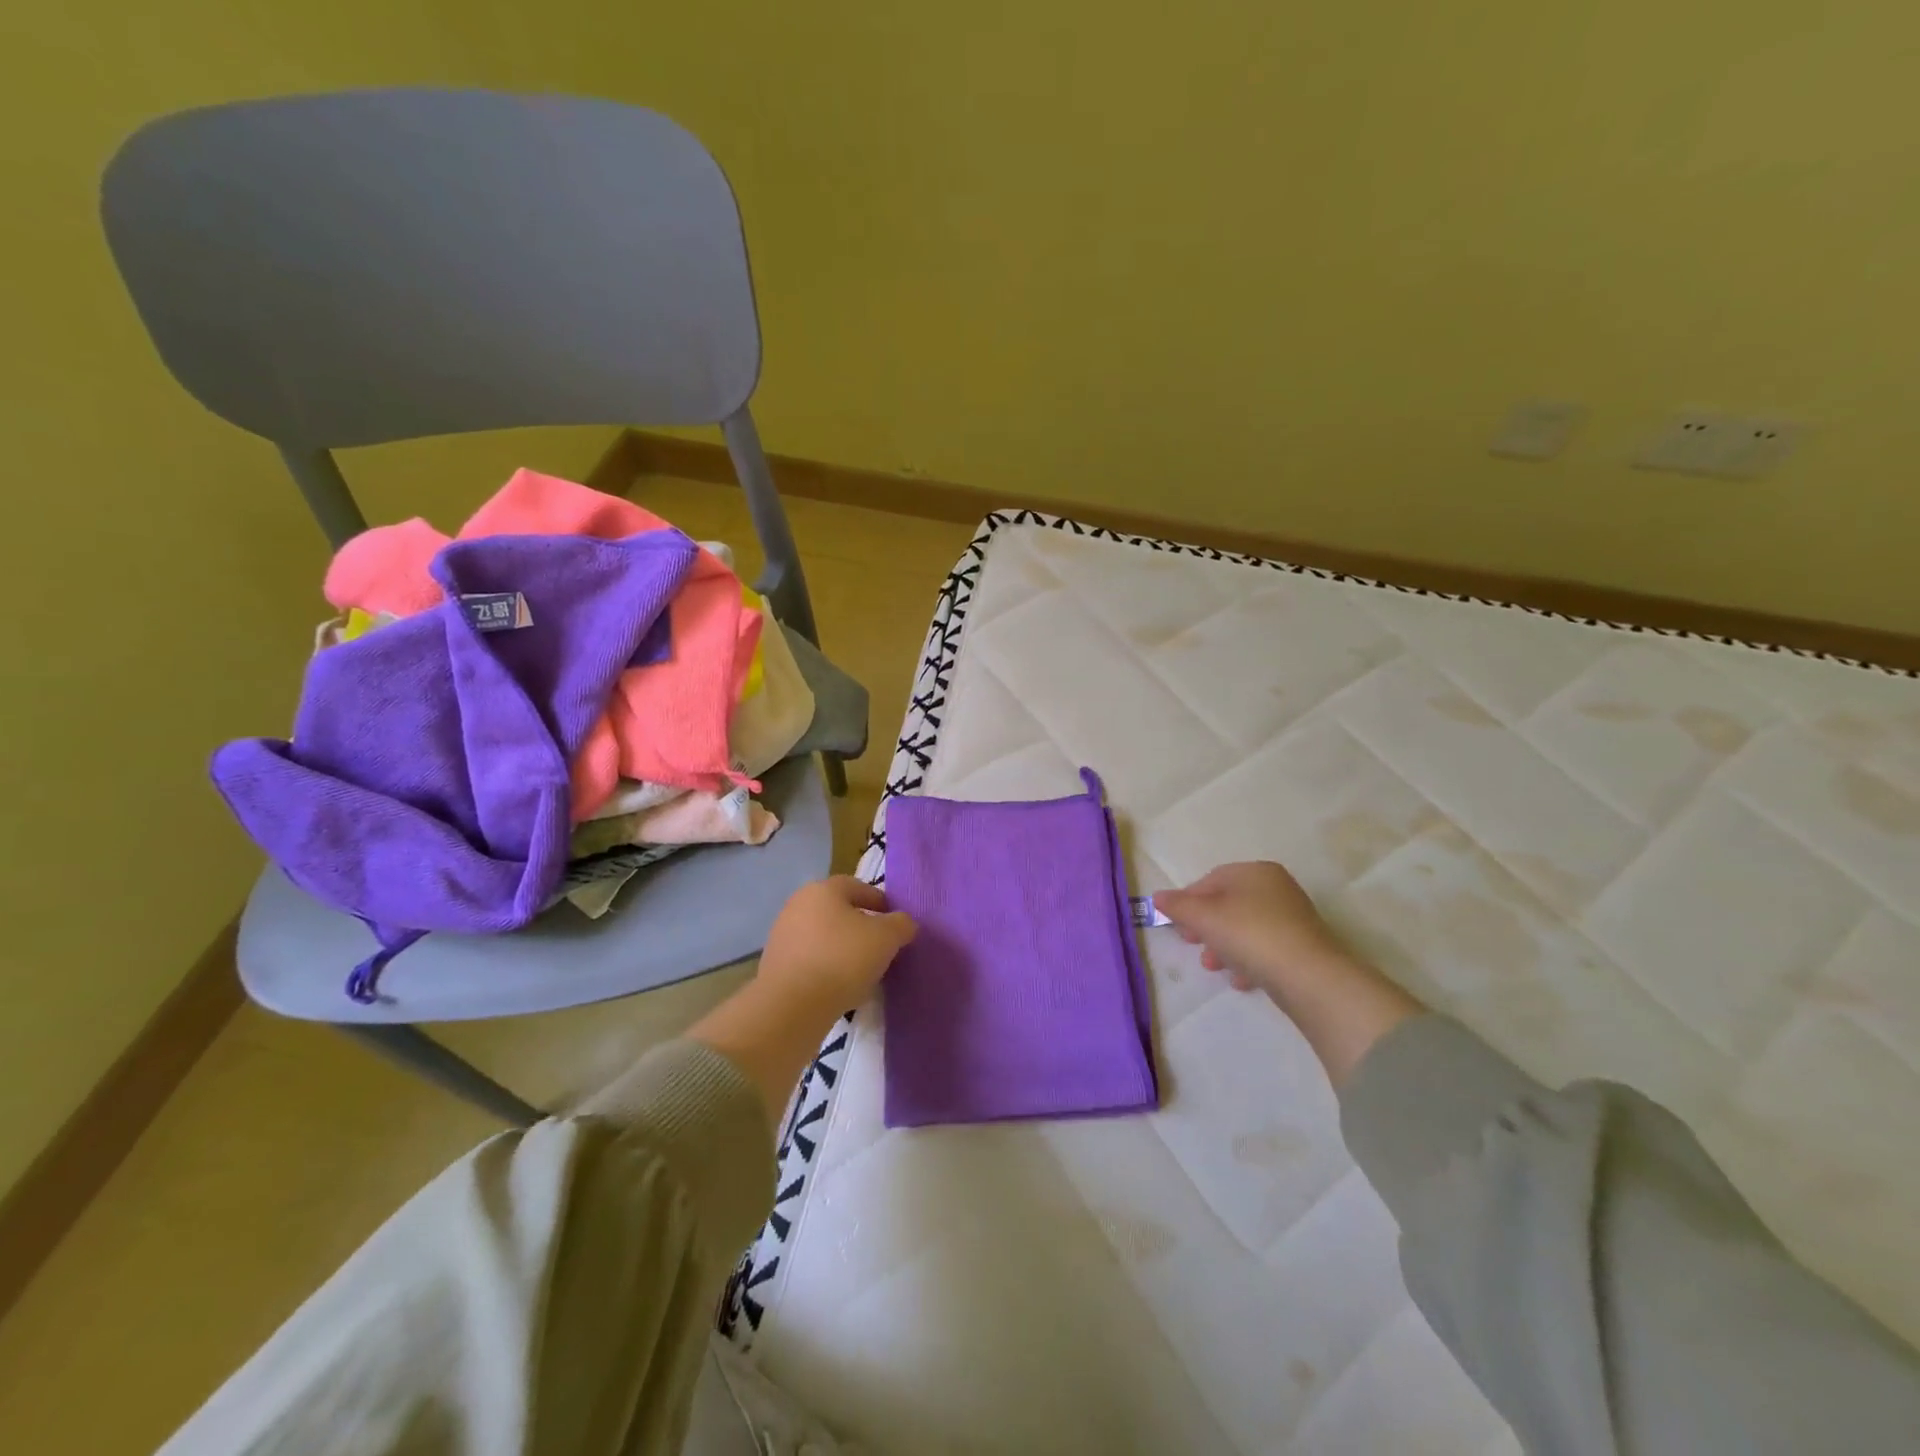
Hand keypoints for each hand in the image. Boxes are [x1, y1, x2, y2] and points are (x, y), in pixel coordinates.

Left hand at [757, 876, 917, 1013]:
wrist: (792, 1005)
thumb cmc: (843, 959)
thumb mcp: (886, 938)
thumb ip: (901, 924)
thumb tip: (903, 923)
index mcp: (823, 889)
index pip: (858, 887)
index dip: (880, 902)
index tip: (895, 923)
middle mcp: (798, 905)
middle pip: (838, 911)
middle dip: (861, 927)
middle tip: (881, 947)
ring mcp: (783, 935)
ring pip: (823, 936)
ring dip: (842, 949)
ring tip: (862, 972)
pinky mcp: (774, 965)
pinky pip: (810, 960)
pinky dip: (826, 968)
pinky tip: (839, 987)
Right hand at [1154, 862, 1357, 997]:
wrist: (1308, 976)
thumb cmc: (1249, 934)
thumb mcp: (1204, 917)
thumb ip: (1178, 906)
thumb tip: (1158, 897)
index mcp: (1254, 871)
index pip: (1211, 880)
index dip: (1188, 901)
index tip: (1176, 924)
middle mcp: (1276, 888)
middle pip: (1228, 905)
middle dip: (1205, 927)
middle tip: (1191, 944)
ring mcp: (1292, 918)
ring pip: (1245, 928)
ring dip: (1224, 946)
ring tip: (1214, 967)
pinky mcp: (1302, 947)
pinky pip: (1265, 948)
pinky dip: (1248, 960)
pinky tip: (1241, 979)